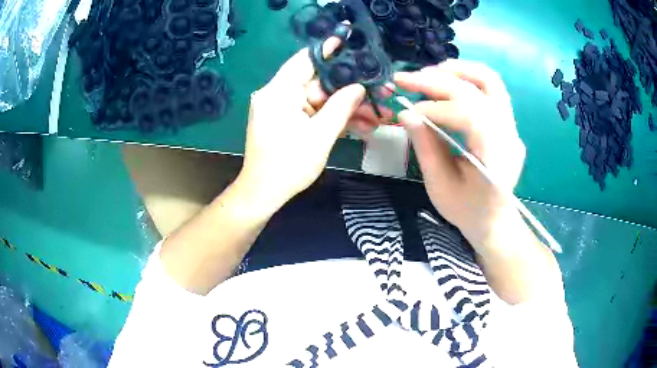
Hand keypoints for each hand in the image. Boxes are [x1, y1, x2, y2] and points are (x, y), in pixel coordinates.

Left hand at [236, 46, 366, 211]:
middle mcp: (276, 95)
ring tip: (375, 118)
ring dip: (344, 109)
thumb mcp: (321, 135)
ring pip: (318, 101)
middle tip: (377, 95)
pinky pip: (311, 114)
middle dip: (348, 92)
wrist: (263, 194)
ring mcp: (280, 109)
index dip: (328, 50)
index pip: (305, 60)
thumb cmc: (288, 165)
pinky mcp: (284, 122)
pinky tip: (358, 126)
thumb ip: (341, 107)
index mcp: (279, 92)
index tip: (347, 42)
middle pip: (317, 84)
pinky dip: (330, 119)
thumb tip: (359, 87)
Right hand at [395, 60, 526, 252]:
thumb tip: (406, 113)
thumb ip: (425, 147)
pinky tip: (448, 78)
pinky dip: (468, 77)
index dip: (433, 109)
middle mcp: (509, 137)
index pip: (468, 115)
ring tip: (428, 72)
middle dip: (436, 82)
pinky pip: (492, 88)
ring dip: (457, 70)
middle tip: (404, 79)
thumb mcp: (440, 186)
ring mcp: (512, 127)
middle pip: (475, 93)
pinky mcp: (508, 122)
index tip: (405, 111)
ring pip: (490, 81)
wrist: (495, 220)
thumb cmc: (467, 211)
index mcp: (495, 160)